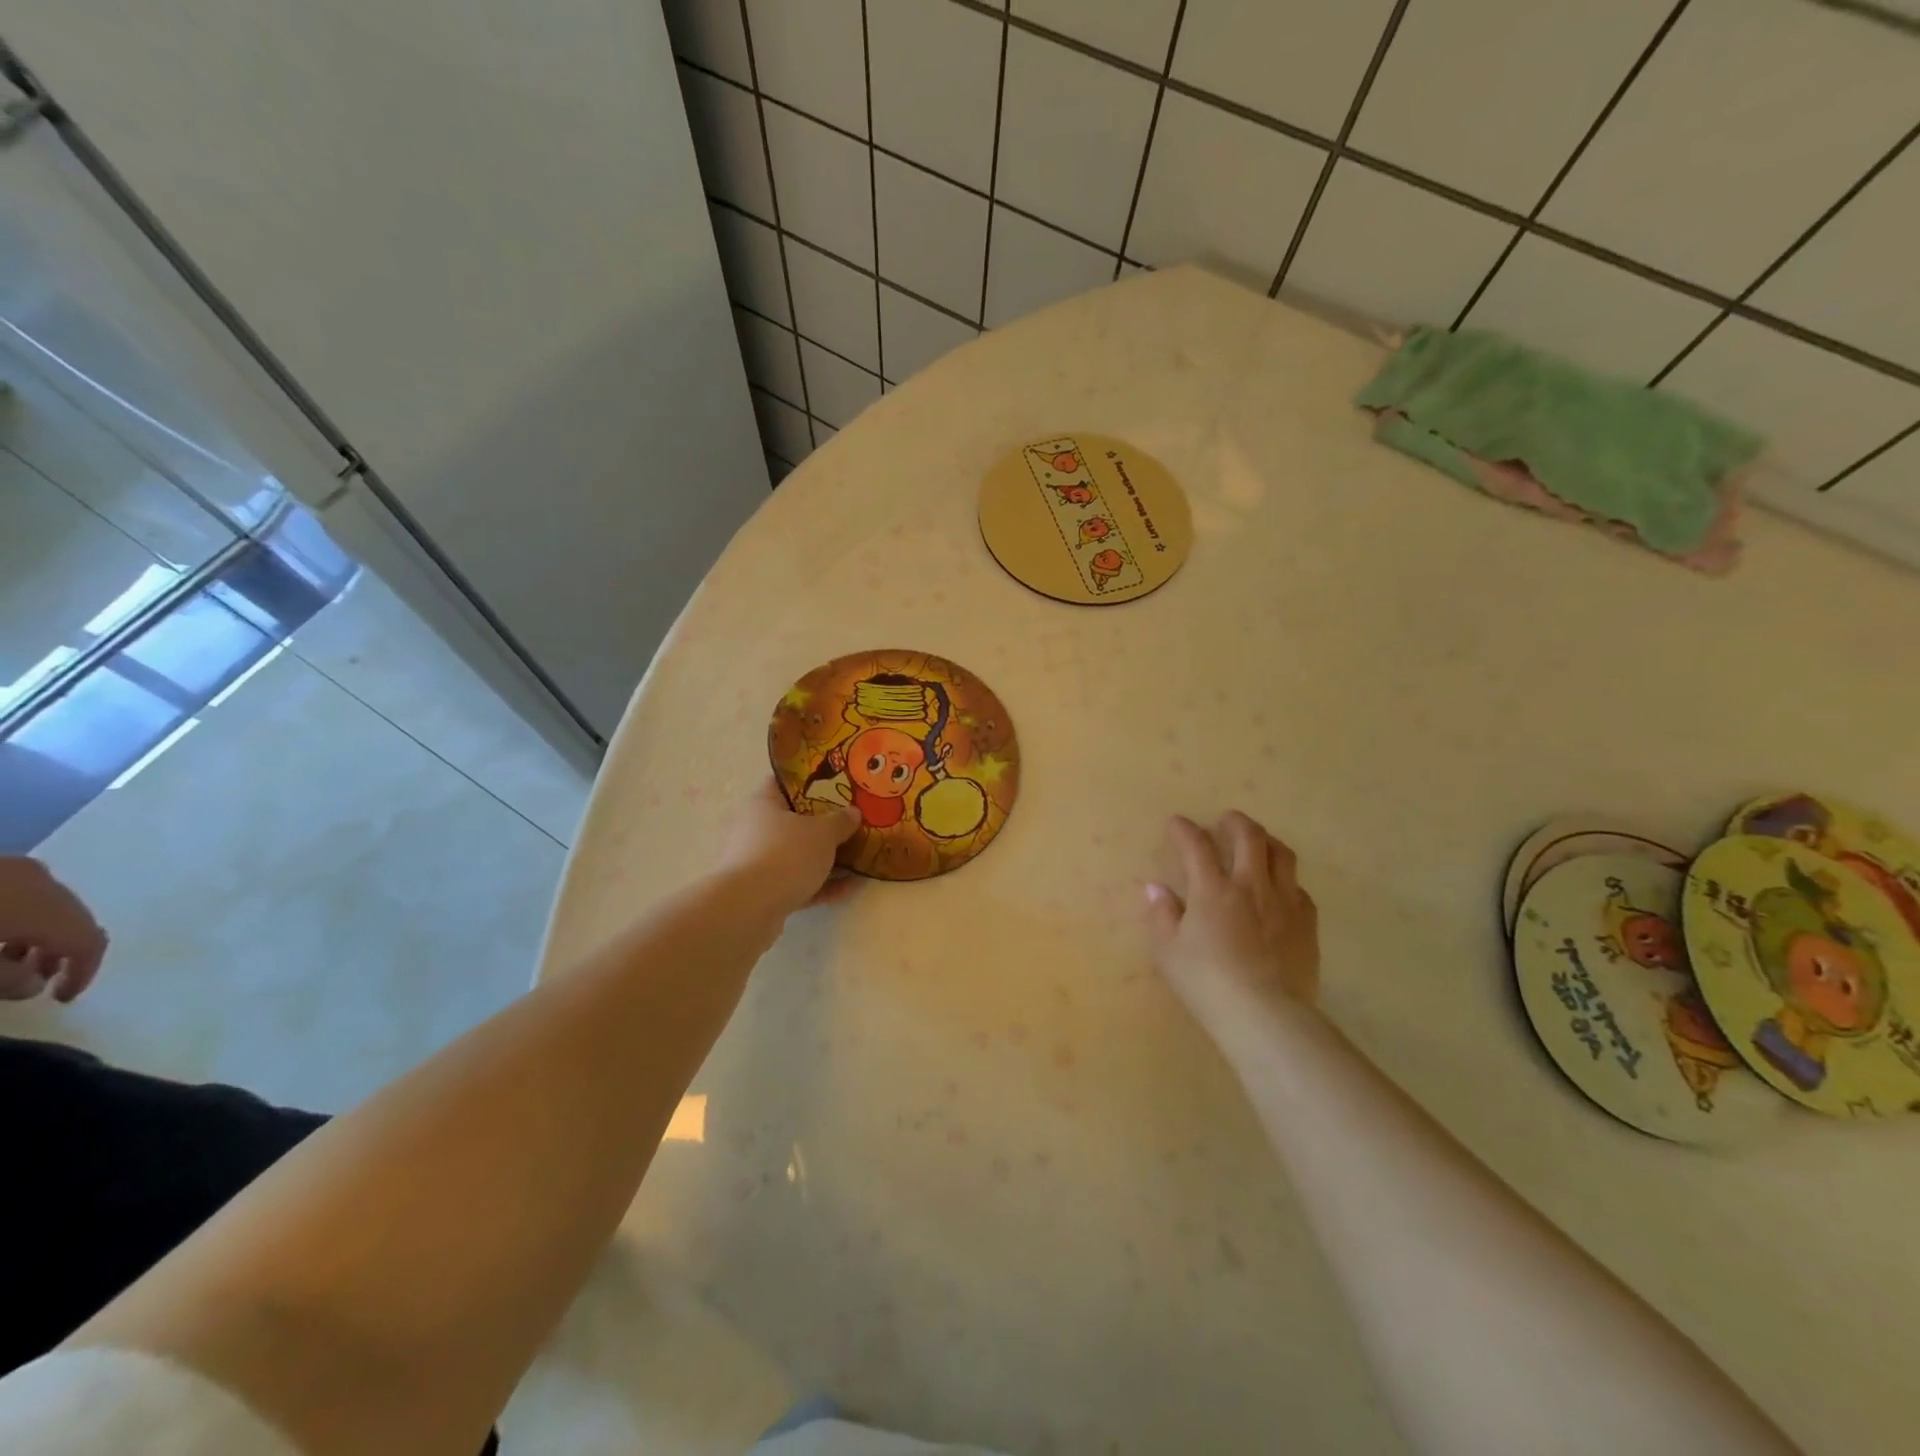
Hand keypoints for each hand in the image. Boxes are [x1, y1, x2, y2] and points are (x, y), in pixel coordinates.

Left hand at [0, 857, 108, 1002]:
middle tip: (44, 980)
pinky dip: (22, 918)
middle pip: (74, 920)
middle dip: (63, 952)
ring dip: (41, 935)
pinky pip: (24, 895)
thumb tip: (36, 984)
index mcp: (51, 907)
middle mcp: (50, 883)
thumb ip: (11, 979)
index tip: (65, 998)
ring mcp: (21, 870)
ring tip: (16, 960)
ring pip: (50, 906)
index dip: (85, 972)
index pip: (90, 942)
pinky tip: (3, 933)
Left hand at [717, 778, 861, 917]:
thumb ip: (840, 821)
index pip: (784, 783)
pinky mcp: (763, 893)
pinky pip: (798, 883)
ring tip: (859, 859)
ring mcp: (757, 863)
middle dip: (823, 826)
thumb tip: (853, 812)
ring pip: (797, 855)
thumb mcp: (823, 832)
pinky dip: (822, 885)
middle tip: (852, 824)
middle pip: (793, 822)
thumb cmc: (786, 853)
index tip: (836, 786)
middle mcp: (754, 830)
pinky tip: (850, 888)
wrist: (750, 908)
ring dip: (826, 859)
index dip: (810, 782)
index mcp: (762, 804)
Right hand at [1145, 812, 1318, 1033]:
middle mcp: (1251, 886)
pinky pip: (1300, 889)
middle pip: (1249, 837)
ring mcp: (1285, 903)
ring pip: (1282, 855)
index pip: (1196, 846)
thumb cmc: (1207, 983)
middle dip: (1235, 822)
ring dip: (1267, 841)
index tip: (1177, 823)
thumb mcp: (1169, 952)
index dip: (1185, 830)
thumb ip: (1162, 915)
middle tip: (1225, 821)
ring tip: (1258, 844)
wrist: (1265, 1015)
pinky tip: (1281, 890)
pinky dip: (1286, 881)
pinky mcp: (1307, 925)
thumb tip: (1156, 889)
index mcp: (1212, 890)